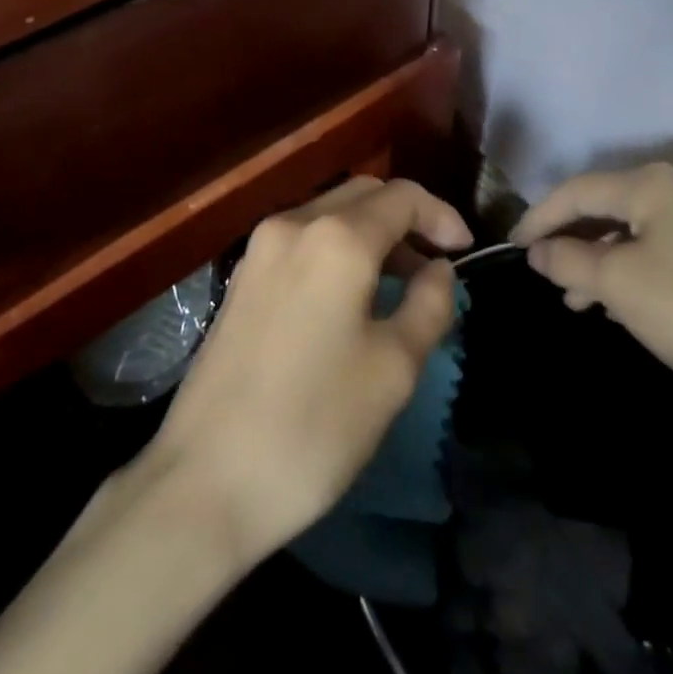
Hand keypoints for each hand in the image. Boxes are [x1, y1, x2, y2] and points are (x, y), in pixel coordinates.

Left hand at [140, 177, 471, 561]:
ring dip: (371, 235)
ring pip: (329, 214)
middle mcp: (293, 224)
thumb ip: (429, 305)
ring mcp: (259, 247)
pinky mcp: (242, 276)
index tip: (465, 252)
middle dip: (406, 219)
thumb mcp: (393, 369)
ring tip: (401, 286)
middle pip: (363, 194)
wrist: (206, 479)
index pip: (402, 197)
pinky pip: (302, 240)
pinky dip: (336, 250)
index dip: (442, 216)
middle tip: (436, 265)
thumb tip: (438, 269)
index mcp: (335, 237)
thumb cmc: (314, 425)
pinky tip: (351, 297)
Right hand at [513, 163, 672, 419]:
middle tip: (541, 272)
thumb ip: (565, 259)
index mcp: (653, 184)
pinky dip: (629, 273)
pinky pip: (658, 253)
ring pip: (632, 234)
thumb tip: (537, 250)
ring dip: (597, 263)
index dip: (538, 216)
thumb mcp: (615, 284)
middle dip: (570, 242)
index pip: (577, 191)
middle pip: (605, 209)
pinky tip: (616, 306)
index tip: (511, 246)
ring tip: (575, 301)